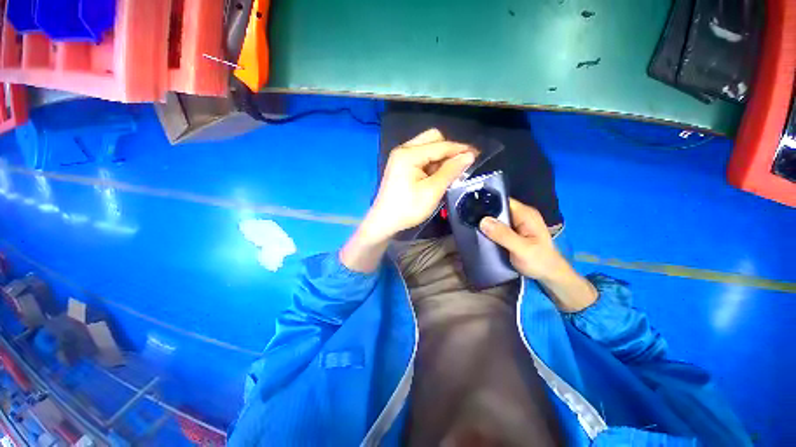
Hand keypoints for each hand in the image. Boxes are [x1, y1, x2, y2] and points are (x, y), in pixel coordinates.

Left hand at [340, 129, 474, 272]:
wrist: (384, 222)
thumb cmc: (408, 209)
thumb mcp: (432, 191)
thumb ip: (451, 171)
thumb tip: (469, 155)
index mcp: (409, 154)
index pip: (440, 145)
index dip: (460, 149)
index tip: (477, 154)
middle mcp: (403, 150)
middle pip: (432, 139)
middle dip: (448, 150)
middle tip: (460, 165)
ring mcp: (400, 157)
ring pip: (427, 148)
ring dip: (440, 158)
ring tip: (450, 173)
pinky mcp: (401, 165)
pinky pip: (421, 157)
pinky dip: (432, 163)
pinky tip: (437, 175)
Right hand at [480, 199, 596, 311]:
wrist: (550, 275)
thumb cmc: (539, 261)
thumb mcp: (521, 249)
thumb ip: (503, 235)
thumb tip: (483, 221)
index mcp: (526, 214)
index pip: (503, 200)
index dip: (487, 202)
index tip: (471, 208)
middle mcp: (521, 215)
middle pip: (498, 208)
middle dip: (484, 213)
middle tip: (468, 219)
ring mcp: (517, 223)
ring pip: (497, 217)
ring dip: (485, 222)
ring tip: (470, 224)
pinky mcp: (513, 231)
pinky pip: (498, 225)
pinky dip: (489, 228)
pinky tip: (480, 232)